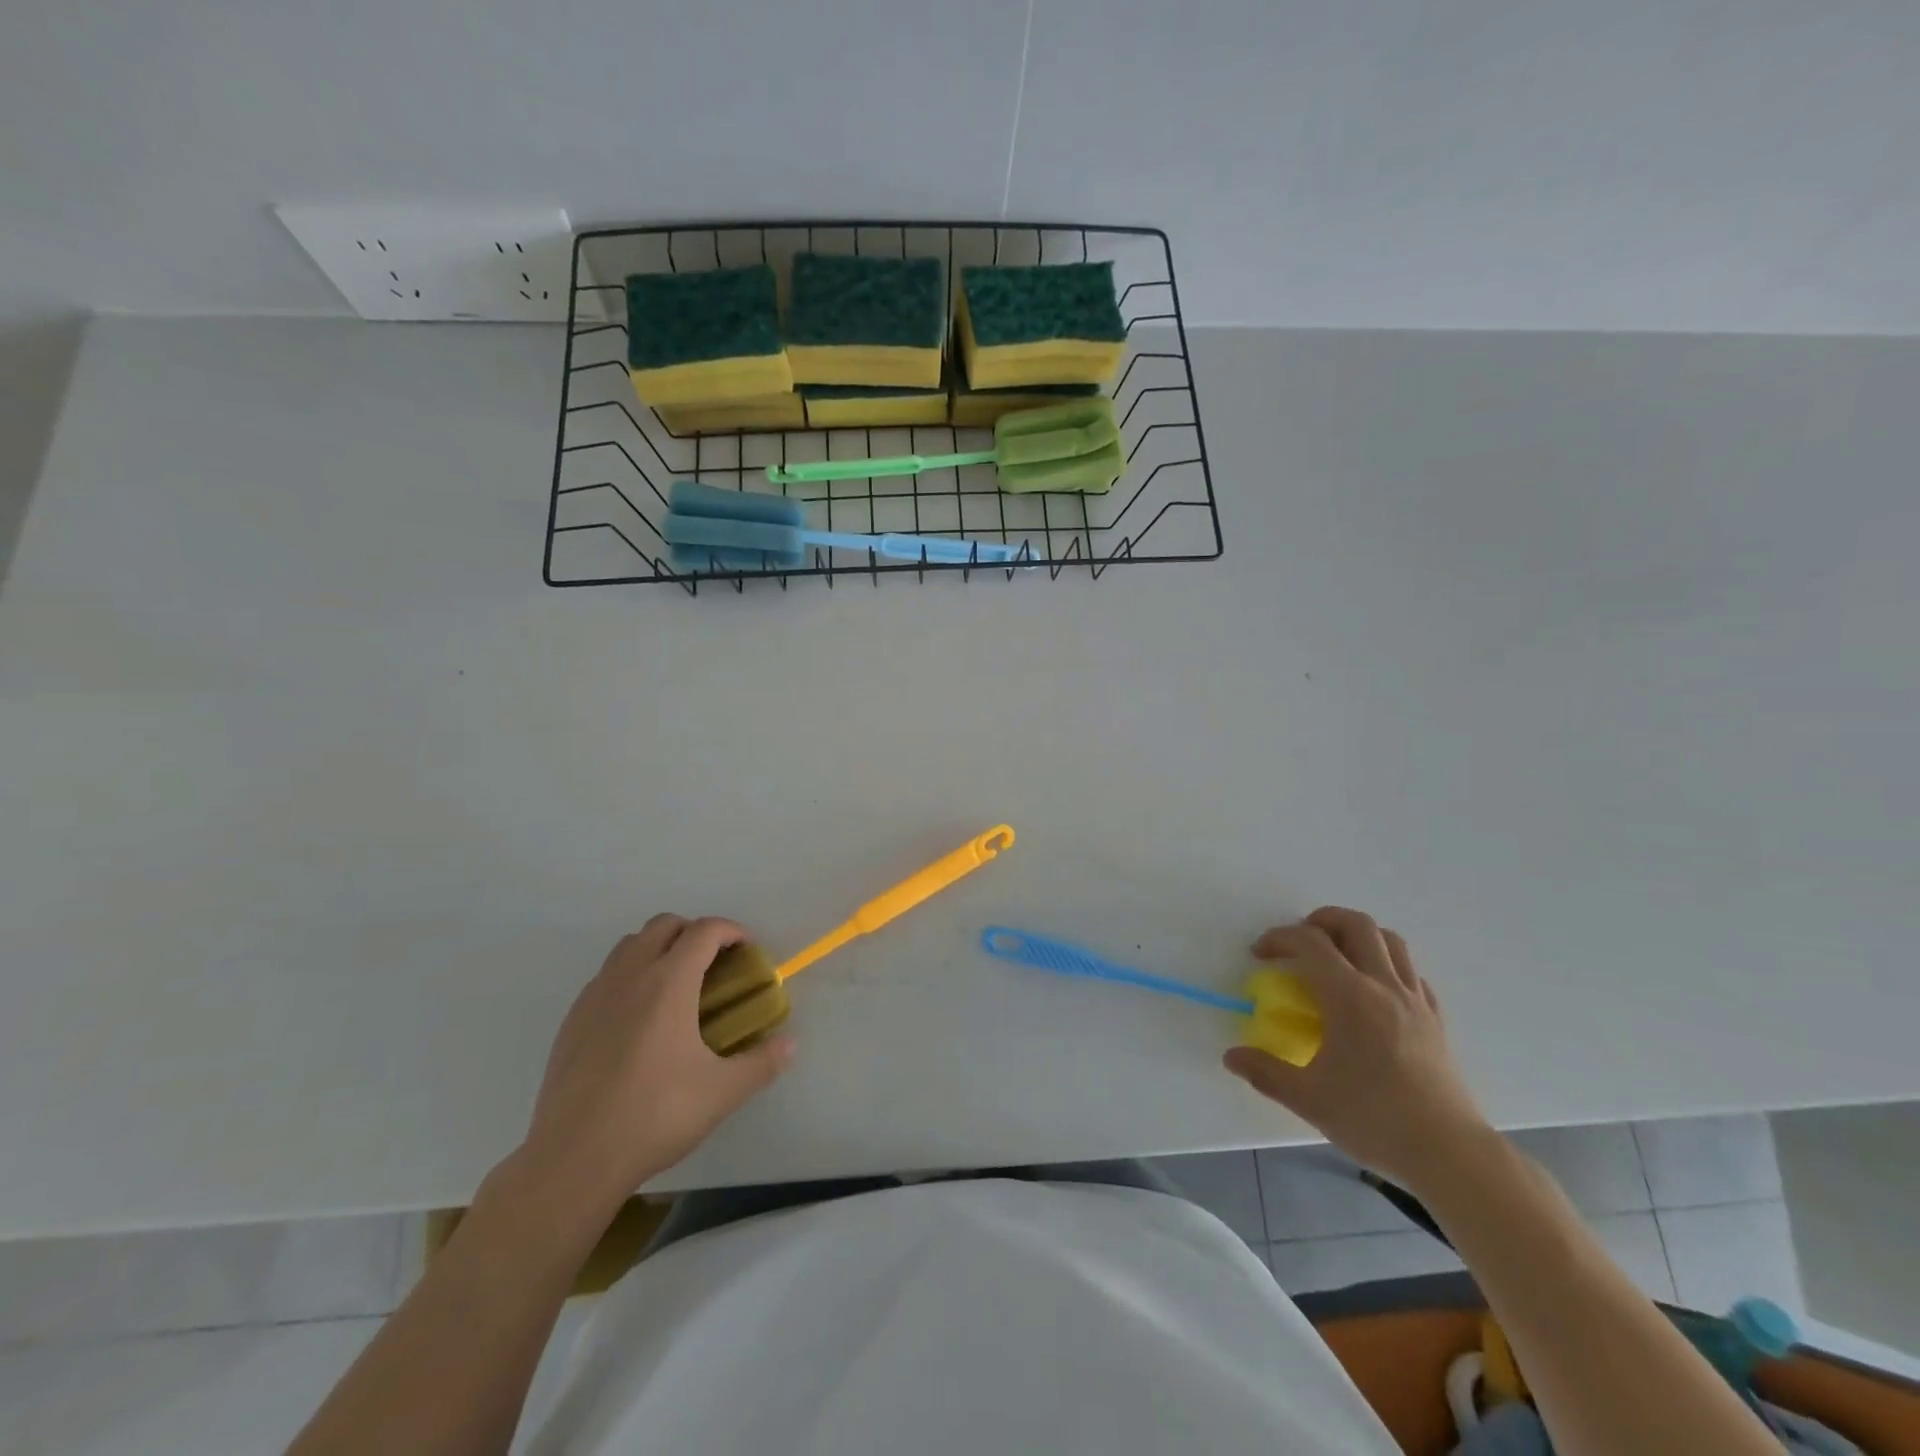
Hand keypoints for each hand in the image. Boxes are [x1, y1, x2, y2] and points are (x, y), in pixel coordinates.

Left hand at [516, 916, 794, 1223]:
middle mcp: (630, 976)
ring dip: (658, 949)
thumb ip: (762, 1063)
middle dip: (694, 932)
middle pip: (664, 925)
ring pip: (629, 945)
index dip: (731, 931)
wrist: (573, 1159)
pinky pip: (606, 976)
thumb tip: (789, 1045)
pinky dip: (630, 977)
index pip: (704, 930)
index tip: (747, 950)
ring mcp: (595, 996)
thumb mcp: (723, 1092)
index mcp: (669, 982)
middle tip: (714, 964)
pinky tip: (639, 1020)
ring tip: (677, 987)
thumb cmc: (655, 1115)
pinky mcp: (572, 1021)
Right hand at [1223, 907, 1490, 1192]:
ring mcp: (1415, 1001)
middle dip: (1322, 920)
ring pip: (1391, 941)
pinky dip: (1387, 965)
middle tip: (1300, 941)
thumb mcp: (1308, 1099)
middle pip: (1357, 924)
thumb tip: (1231, 1057)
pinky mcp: (1435, 1020)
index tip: (1260, 954)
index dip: (1279, 938)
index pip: (1310, 943)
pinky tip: (1373, 990)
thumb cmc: (1374, 1119)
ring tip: (1336, 956)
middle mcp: (1384, 986)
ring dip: (1358, 936)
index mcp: (1349, 996)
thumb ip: (1266, 1072)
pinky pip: (1412, 973)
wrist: (1450, 1153)